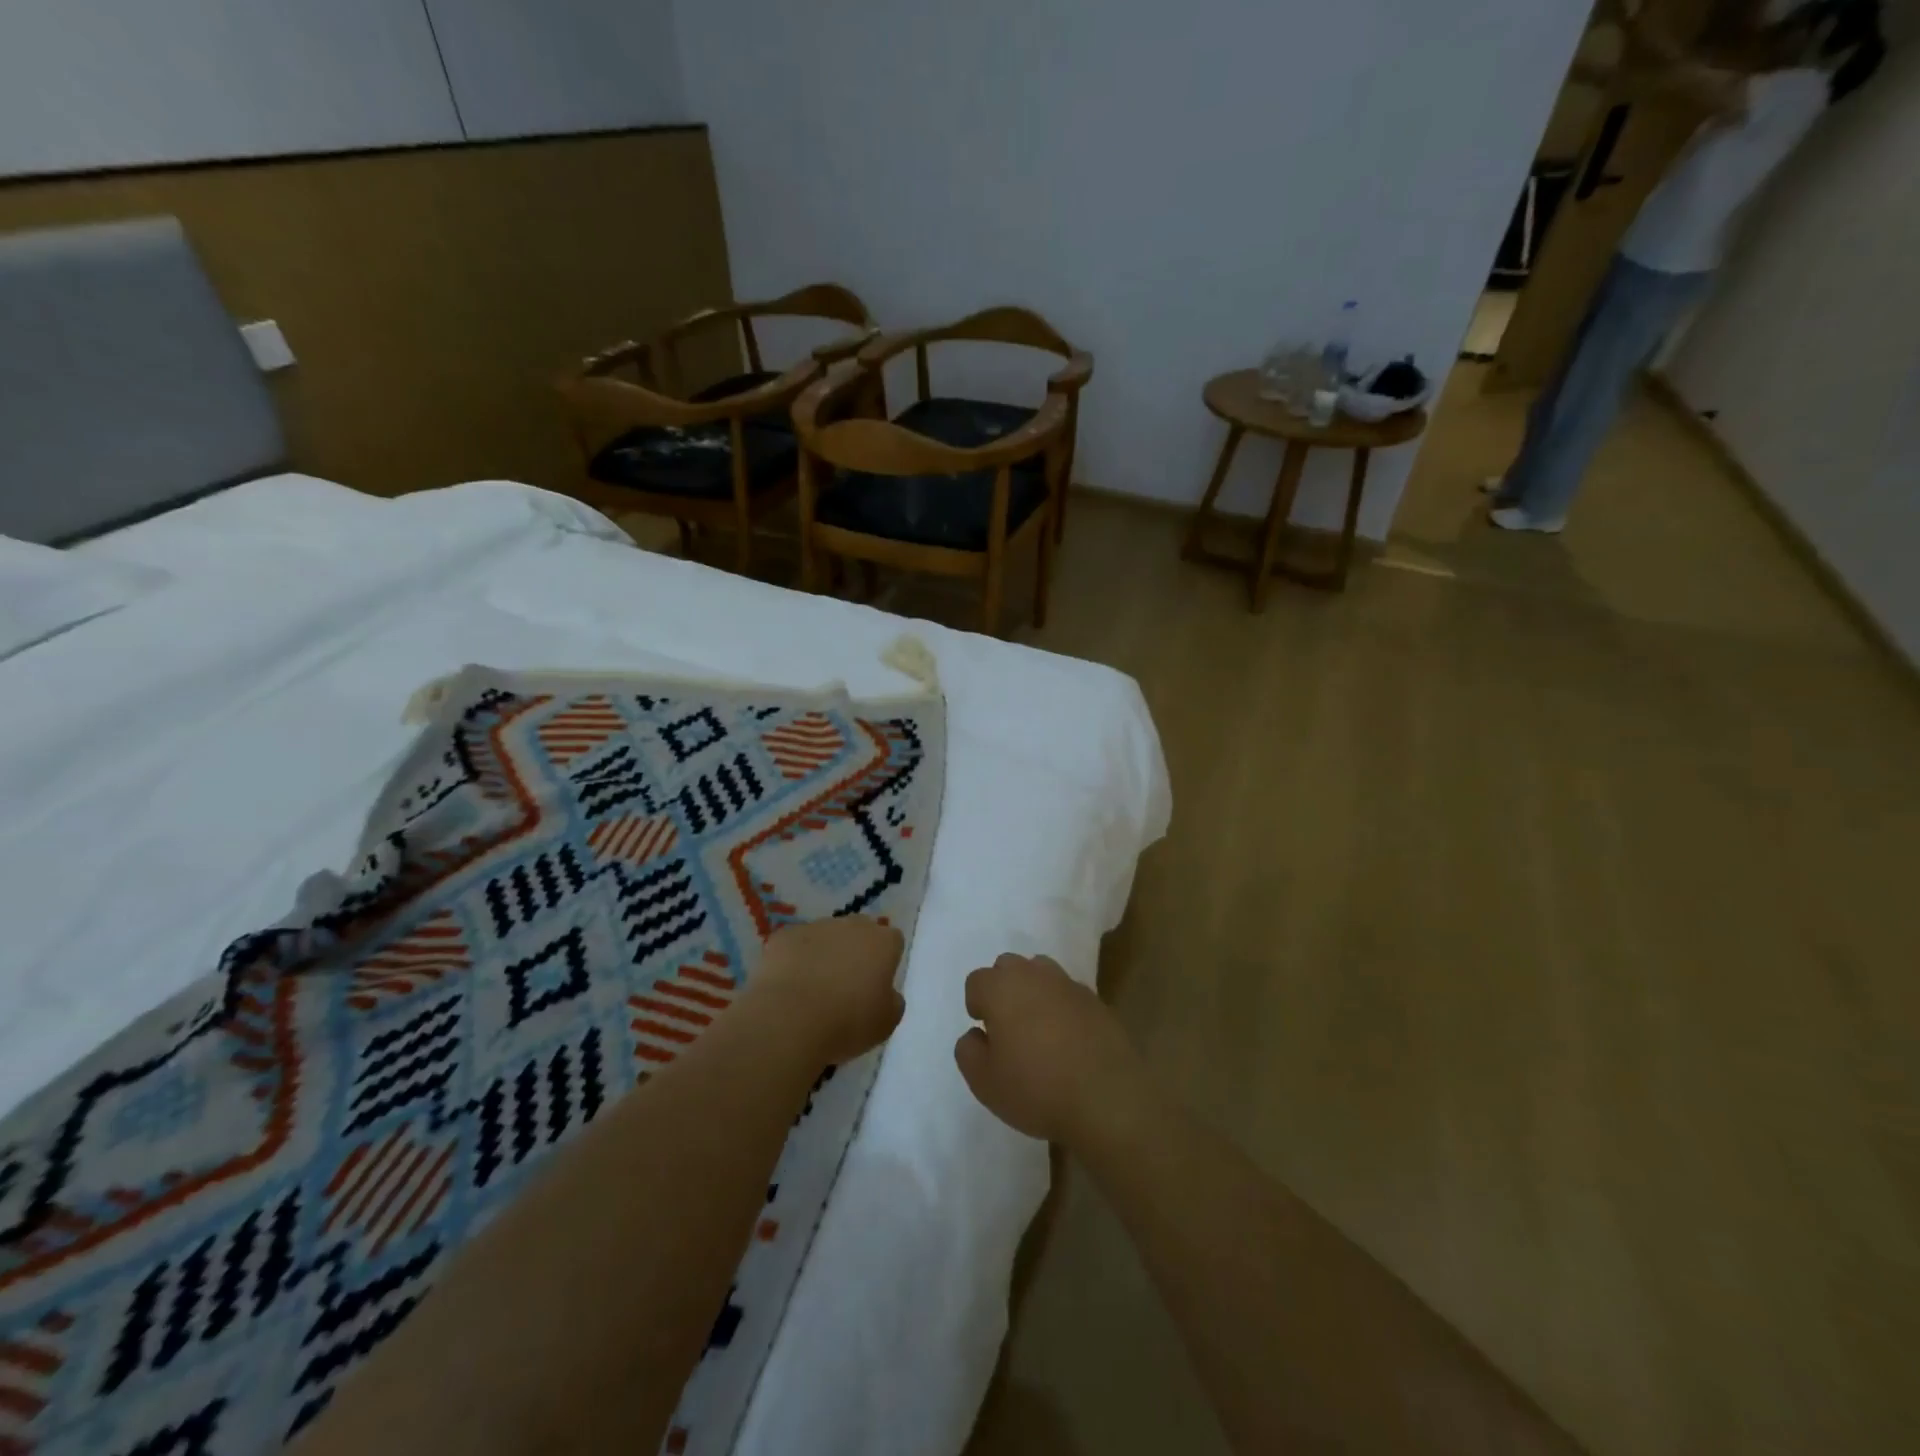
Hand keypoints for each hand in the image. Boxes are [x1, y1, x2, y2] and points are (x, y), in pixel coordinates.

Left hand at [755, 917, 905, 1063]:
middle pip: (860, 931)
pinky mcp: (785, 935)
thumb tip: (886, 992)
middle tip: (847, 985)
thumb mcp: (886, 1022)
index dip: (886, 961)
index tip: (876, 984)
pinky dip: (794, 959)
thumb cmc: (847, 1022)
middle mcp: (852, 925)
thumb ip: (892, 1000)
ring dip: (824, 953)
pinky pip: (795, 944)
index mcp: (883, 943)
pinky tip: (789, 986)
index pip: (893, 941)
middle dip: (856, 951)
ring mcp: (816, 926)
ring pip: (826, 935)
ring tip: (813, 988)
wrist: (790, 1020)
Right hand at [954, 954, 1146, 1146]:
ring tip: (1039, 1029)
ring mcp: (1068, 985)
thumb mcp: (984, 1081)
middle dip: (1003, 989)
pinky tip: (1068, 1039)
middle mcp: (1034, 975)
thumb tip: (976, 1034)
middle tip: (1008, 1028)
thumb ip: (968, 1051)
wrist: (1106, 1098)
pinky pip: (1068, 993)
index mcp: (1002, 988)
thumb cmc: (1036, 1088)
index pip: (977, 981)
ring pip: (1041, 972)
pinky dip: (1062, 1007)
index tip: (986, 1035)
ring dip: (1034, 991)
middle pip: (1009, 967)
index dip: (977, 1006)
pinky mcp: (1096, 1000)